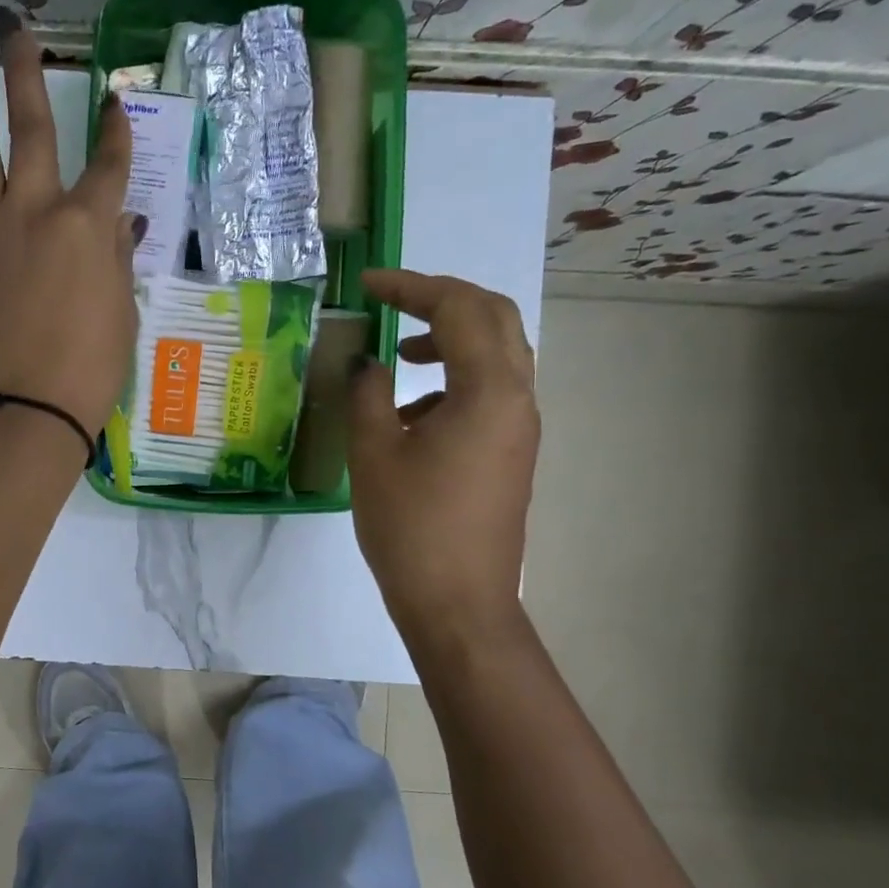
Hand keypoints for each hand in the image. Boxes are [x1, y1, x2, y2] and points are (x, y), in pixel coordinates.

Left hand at [0, 6, 140, 437]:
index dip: (115, 130)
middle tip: (15, 25)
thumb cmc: (88, 369)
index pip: (109, 163)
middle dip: (27, 70)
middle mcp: (36, 210)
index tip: (114, 102)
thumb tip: (120, 220)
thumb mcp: (121, 311)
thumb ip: (116, 257)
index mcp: (87, 226)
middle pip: (32, 128)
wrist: (26, 409)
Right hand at [347, 270, 539, 630]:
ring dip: (452, 338)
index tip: (368, 284)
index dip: (412, 286)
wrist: (458, 603)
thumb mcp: (375, 453)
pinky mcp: (511, 452)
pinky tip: (411, 412)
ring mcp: (520, 427)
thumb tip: (370, 363)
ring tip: (401, 353)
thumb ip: (369, 394)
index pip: (458, 308)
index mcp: (488, 390)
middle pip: (494, 318)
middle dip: (442, 299)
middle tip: (394, 301)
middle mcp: (517, 398)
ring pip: (498, 354)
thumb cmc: (411, 526)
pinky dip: (454, 378)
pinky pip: (491, 391)